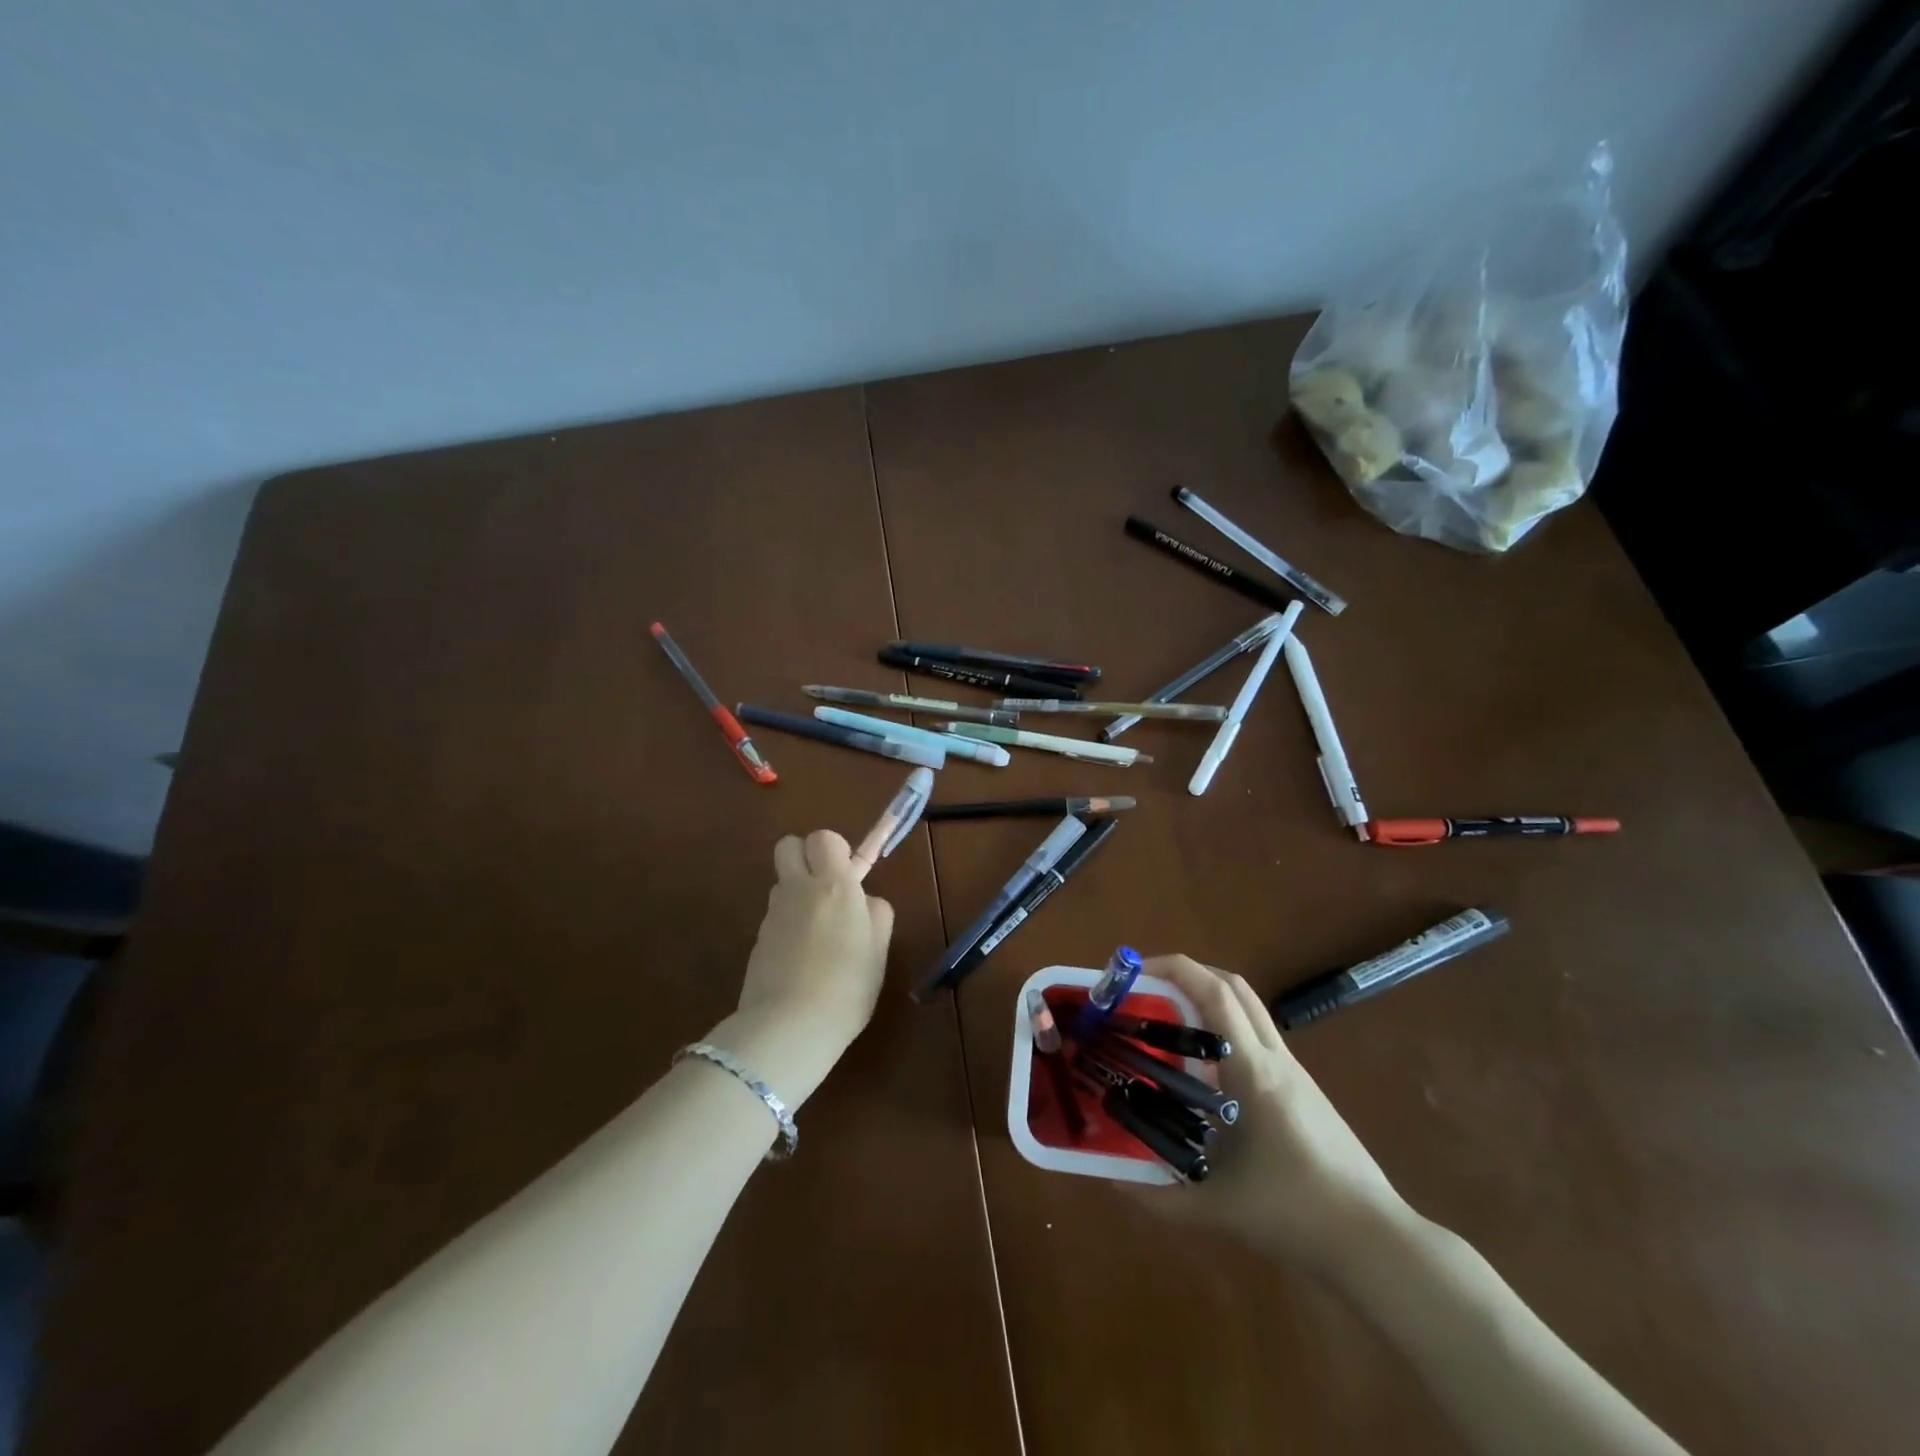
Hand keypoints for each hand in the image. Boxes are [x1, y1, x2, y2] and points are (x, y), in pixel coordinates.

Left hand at [733, 829, 894, 1055]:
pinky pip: (775, 915)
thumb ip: (876, 915)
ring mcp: (772, 914)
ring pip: (782, 882)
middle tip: (827, 889)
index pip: (824, 837)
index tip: (849, 876)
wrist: (789, 1027)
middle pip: (789, 845)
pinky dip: (787, 925)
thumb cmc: (847, 987)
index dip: (836, 850)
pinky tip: (801, 959)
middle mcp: (798, 889)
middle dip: (806, 856)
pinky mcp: (757, 939)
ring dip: (797, 893)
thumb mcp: (878, 951)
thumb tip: (865, 902)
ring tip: (818, 933)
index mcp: (834, 885)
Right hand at [1128, 955, 1411, 1277]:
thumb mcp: (1215, 1209)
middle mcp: (1275, 1059)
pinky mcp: (1305, 1091)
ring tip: (1167, 1026)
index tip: (1135, 972)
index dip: (1174, 969)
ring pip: (1248, 1010)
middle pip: (1233, 986)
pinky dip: (1225, 1032)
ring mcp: (1295, 1072)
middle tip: (1147, 991)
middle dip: (1187, 974)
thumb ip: (1157, 1196)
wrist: (1375, 1242)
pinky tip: (1203, 1072)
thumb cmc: (1294, 1215)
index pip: (1214, 994)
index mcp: (1253, 1071)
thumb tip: (1113, 1181)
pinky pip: (1257, 1039)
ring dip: (1207, 1000)